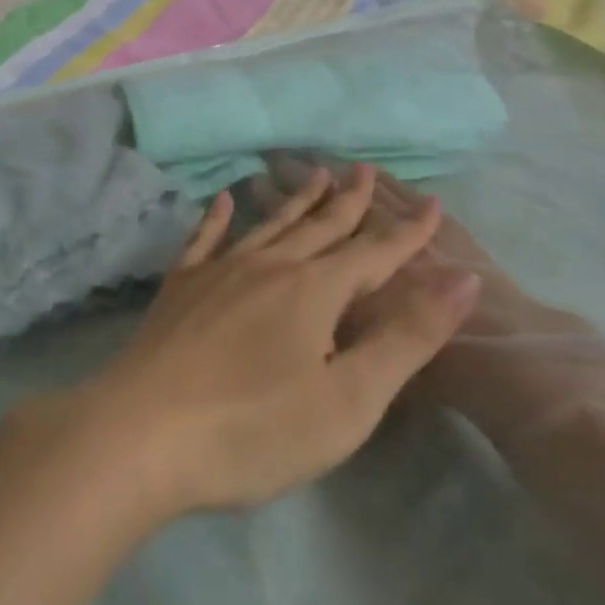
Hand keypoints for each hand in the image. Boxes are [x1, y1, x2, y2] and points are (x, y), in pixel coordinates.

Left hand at [70, 164, 480, 521]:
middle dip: (349, 200)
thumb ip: (406, 337)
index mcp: (314, 291)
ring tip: (315, 173)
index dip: (408, 233)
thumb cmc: (253, 429)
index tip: (431, 205)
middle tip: (365, 168)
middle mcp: (269, 267)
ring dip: (297, 200)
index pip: (375, 252)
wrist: (141, 436)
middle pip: (320, 226)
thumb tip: (462, 279)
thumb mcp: (347, 399)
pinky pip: (204, 241)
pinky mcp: (180, 290)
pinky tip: (220, 200)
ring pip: (269, 225)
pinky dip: (215, 219)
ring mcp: (219, 273)